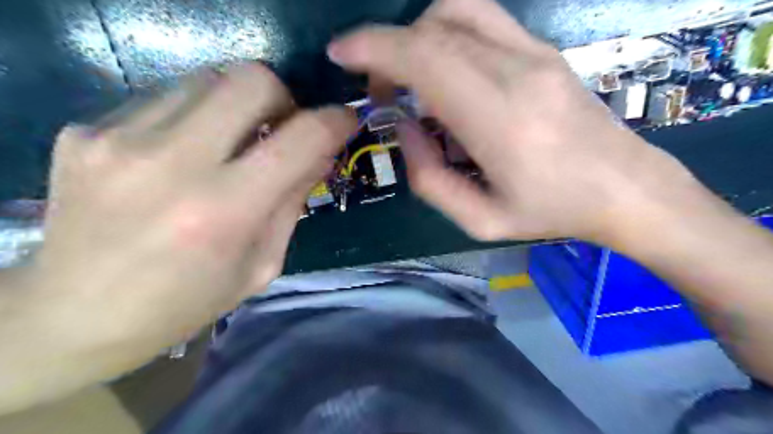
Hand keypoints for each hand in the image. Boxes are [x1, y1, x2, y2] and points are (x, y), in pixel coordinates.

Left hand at [31, 63, 355, 348]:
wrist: (71, 315)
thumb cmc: (185, 302)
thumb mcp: (261, 264)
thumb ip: (293, 201)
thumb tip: (322, 152)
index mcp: (224, 211)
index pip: (301, 138)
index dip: (335, 121)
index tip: (345, 120)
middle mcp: (172, 163)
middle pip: (251, 79)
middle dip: (283, 98)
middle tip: (280, 128)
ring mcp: (119, 138)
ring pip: (208, 79)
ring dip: (236, 106)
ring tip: (230, 144)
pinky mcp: (86, 130)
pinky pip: (166, 99)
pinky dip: (194, 118)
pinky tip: (182, 156)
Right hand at [325, 1, 700, 245]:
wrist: (623, 187)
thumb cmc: (550, 211)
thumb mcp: (479, 220)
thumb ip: (429, 178)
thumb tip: (405, 128)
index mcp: (499, 120)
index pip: (425, 58)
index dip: (374, 47)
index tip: (341, 53)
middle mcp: (516, 72)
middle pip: (434, 30)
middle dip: (388, 49)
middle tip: (379, 89)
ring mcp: (535, 53)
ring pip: (457, 10)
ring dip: (417, 36)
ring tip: (409, 76)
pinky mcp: (543, 49)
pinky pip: (483, 18)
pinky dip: (446, 32)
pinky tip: (444, 69)